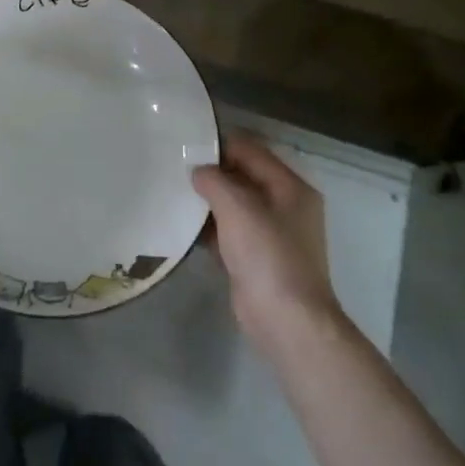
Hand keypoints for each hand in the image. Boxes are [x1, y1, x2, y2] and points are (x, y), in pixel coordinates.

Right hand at [193, 132, 343, 355]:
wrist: (286, 321)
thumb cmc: (267, 256)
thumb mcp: (238, 208)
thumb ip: (215, 181)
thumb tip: (198, 170)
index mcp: (291, 188)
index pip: (252, 151)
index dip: (220, 145)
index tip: (186, 144)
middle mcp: (285, 206)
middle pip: (243, 177)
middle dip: (212, 172)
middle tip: (175, 166)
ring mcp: (272, 234)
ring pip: (234, 205)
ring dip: (208, 200)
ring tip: (173, 190)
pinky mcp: (256, 258)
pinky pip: (229, 231)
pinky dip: (209, 226)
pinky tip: (182, 224)